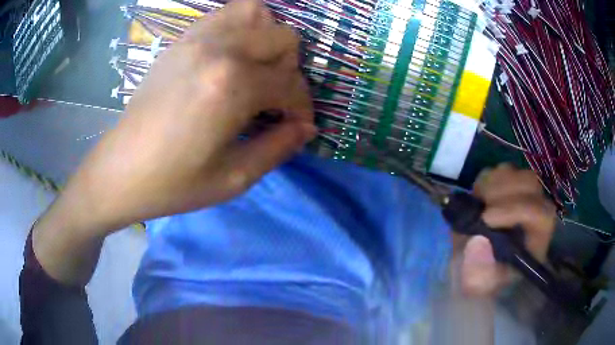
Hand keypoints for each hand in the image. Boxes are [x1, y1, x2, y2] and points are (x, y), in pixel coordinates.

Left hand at [64, 0, 315, 231]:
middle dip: (290, 71)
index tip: (297, 127)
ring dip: (267, 39)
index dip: (302, 108)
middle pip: (283, 38)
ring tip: (256, 68)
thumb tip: (307, 128)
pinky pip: (224, 15)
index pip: (291, 84)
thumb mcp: (234, 178)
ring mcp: (197, 39)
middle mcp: (219, 49)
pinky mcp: (181, 40)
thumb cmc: (174, 182)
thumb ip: (279, 147)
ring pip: (256, 13)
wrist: (122, 169)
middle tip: (274, 100)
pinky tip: (232, 55)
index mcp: (232, 86)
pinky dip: (240, 27)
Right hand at [453, 164, 556, 296]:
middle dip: (503, 192)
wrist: (480, 268)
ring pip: (515, 172)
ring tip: (477, 205)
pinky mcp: (508, 187)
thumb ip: (478, 274)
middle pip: (530, 183)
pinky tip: (477, 199)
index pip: (539, 212)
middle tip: (480, 209)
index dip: (515, 210)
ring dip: (492, 184)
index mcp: (537, 239)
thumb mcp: (479, 287)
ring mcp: (523, 195)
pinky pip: (499, 171)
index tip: (485, 219)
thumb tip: (478, 242)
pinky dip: (485, 180)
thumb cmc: (483, 280)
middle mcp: (536, 211)